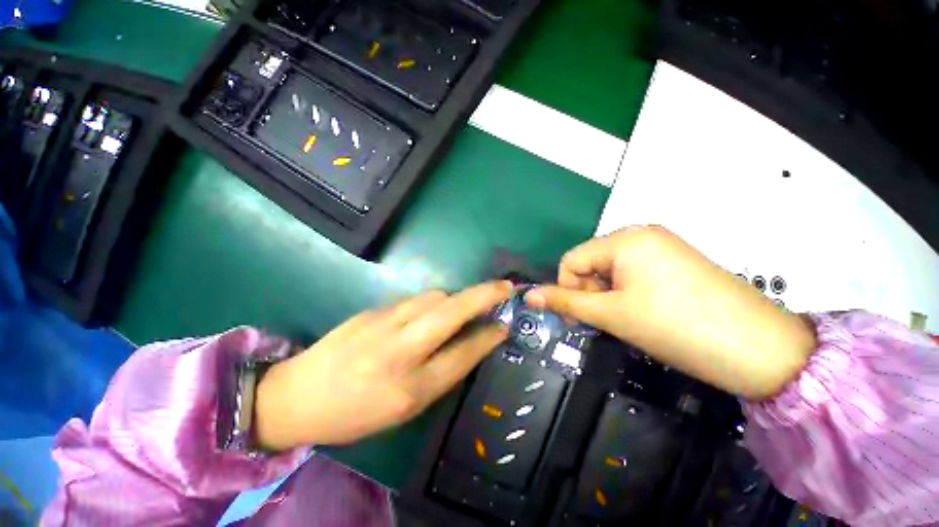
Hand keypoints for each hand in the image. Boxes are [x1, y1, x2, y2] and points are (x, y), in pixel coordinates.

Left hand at [255, 281, 512, 449]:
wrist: (296, 395)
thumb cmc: (356, 413)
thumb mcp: (404, 409)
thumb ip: (441, 373)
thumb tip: (472, 343)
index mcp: (409, 388)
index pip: (462, 354)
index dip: (487, 337)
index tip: (505, 324)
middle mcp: (399, 350)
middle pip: (451, 312)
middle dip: (483, 295)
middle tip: (506, 287)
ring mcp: (383, 323)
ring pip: (434, 297)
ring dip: (456, 298)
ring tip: (463, 305)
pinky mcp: (372, 310)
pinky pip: (414, 299)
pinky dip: (432, 301)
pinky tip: (430, 311)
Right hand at [525, 226, 816, 399]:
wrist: (760, 350)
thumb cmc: (676, 327)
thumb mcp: (612, 314)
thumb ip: (565, 302)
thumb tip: (528, 296)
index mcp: (624, 239)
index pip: (571, 260)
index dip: (568, 289)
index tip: (582, 317)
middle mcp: (641, 234)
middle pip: (591, 262)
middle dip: (590, 292)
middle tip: (609, 320)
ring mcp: (662, 246)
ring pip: (611, 270)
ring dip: (608, 294)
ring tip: (630, 318)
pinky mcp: (676, 261)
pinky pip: (634, 273)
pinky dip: (627, 292)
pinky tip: (645, 311)